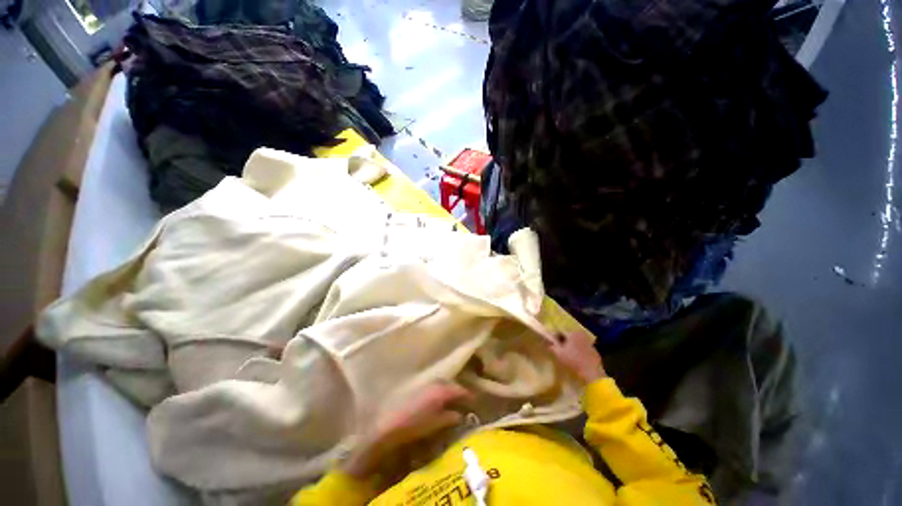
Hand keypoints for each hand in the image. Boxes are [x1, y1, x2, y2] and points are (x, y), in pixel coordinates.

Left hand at [341, 382, 472, 481]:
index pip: (460, 389)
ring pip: (442, 384)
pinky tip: (439, 400)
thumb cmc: (413, 424)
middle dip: (459, 391)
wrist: (387, 422)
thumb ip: (449, 417)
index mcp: (441, 390)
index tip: (475, 400)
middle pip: (451, 384)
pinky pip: (434, 386)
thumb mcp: (435, 423)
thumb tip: (460, 415)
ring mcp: (425, 382)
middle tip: (465, 400)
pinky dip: (440, 391)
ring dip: (449, 390)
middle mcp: (435, 382)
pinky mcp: (417, 386)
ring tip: (453, 400)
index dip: (468, 395)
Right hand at [549, 332, 606, 383]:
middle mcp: (581, 334)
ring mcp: (589, 342)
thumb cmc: (573, 361)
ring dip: (571, 345)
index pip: (560, 331)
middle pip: (569, 335)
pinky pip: (583, 347)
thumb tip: (548, 343)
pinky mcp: (594, 350)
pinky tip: (576, 358)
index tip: (552, 343)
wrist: (592, 373)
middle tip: (558, 348)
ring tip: (567, 353)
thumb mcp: (559, 354)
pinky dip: (578, 350)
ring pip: (576, 341)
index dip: (554, 337)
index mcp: (573, 332)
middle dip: (563, 340)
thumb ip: (552, 346)